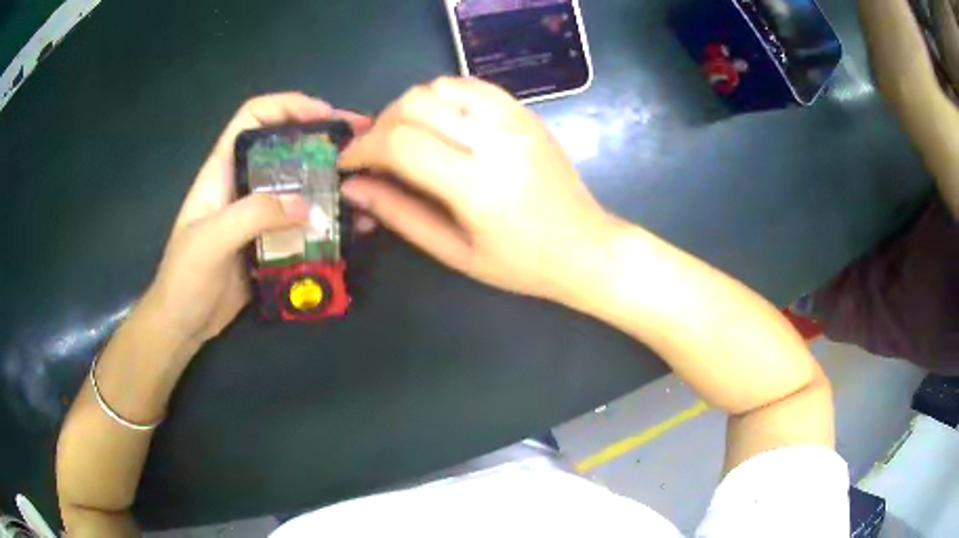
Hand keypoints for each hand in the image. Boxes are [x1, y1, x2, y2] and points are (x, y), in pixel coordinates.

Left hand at [144, 93, 371, 346]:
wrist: (183, 324)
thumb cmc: (185, 278)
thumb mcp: (211, 240)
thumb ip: (254, 215)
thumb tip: (307, 206)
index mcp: (222, 170)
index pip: (253, 117)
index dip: (287, 105)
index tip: (324, 115)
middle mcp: (243, 184)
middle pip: (284, 146)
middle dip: (321, 140)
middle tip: (360, 146)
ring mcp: (257, 214)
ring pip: (298, 185)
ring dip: (330, 183)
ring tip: (365, 186)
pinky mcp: (270, 242)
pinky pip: (302, 223)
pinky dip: (327, 221)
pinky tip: (352, 227)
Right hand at [339, 77, 615, 300]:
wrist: (586, 247)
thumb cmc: (521, 263)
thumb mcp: (455, 252)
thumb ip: (400, 214)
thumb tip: (353, 186)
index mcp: (476, 185)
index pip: (399, 144)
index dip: (362, 149)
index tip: (347, 163)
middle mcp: (494, 140)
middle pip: (413, 104)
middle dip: (379, 125)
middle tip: (374, 154)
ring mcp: (514, 120)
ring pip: (439, 87)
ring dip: (408, 107)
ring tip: (405, 137)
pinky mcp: (525, 113)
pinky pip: (471, 85)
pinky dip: (442, 96)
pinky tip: (439, 122)